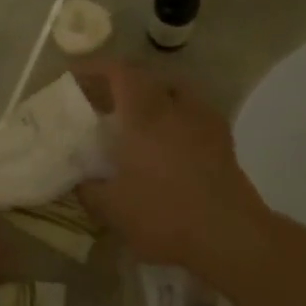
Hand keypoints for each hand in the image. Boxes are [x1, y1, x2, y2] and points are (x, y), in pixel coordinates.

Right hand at [74, 60, 267, 276]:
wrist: (229, 236)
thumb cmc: (164, 214)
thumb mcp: (112, 209)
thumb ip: (89, 190)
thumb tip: (80, 181)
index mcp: (144, 114)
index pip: (119, 72)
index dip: (95, 68)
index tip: (75, 76)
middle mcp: (174, 107)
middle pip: (148, 78)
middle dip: (122, 84)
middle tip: (104, 102)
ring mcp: (204, 122)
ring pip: (175, 92)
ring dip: (154, 97)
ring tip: (138, 119)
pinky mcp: (224, 142)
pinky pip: (195, 114)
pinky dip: (177, 118)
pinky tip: (169, 143)